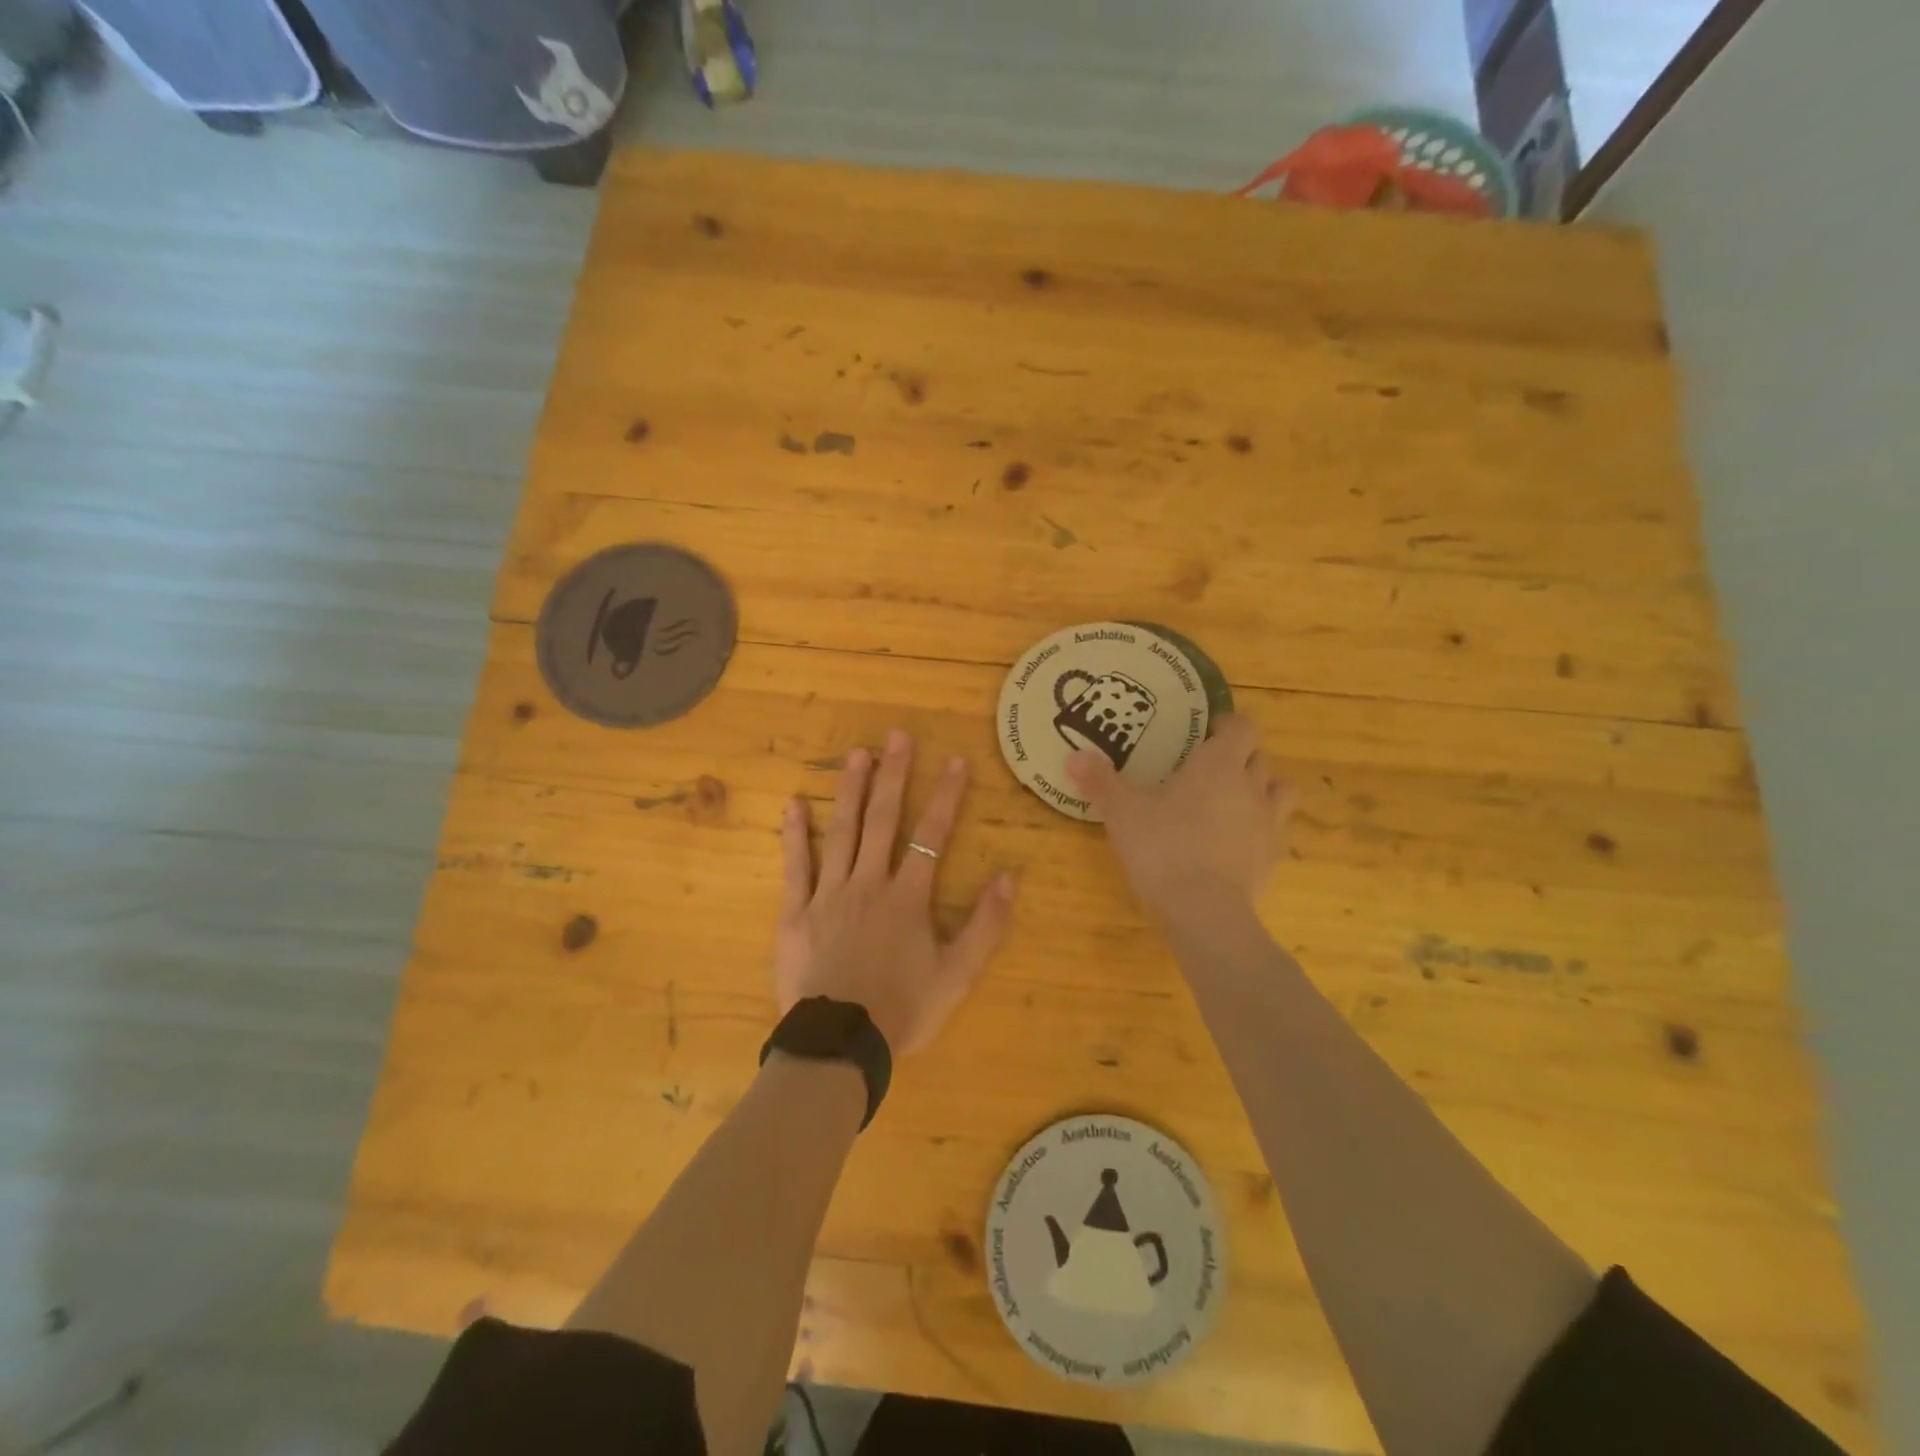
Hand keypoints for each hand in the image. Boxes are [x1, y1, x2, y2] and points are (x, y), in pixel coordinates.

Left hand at [775, 730, 1017, 1054]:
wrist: (839, 1044)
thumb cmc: (902, 1010)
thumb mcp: (958, 976)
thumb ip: (985, 926)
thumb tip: (1009, 877)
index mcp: (907, 898)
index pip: (931, 836)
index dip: (946, 797)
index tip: (956, 760)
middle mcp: (869, 884)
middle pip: (883, 821)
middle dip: (894, 776)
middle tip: (898, 736)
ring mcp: (828, 895)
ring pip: (842, 832)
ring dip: (851, 791)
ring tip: (857, 754)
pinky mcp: (796, 912)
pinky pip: (795, 867)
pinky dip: (794, 834)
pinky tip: (795, 803)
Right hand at [1067, 714, 1291, 918]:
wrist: (1205, 911)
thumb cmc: (1163, 848)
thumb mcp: (1122, 812)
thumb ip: (1101, 782)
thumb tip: (1075, 756)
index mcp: (1218, 765)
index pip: (1242, 727)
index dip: (1227, 725)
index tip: (1205, 732)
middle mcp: (1251, 786)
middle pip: (1259, 756)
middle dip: (1239, 756)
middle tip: (1207, 766)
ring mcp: (1268, 823)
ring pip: (1279, 790)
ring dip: (1261, 787)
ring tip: (1232, 799)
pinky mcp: (1271, 857)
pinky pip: (1274, 829)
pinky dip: (1258, 827)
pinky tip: (1233, 841)